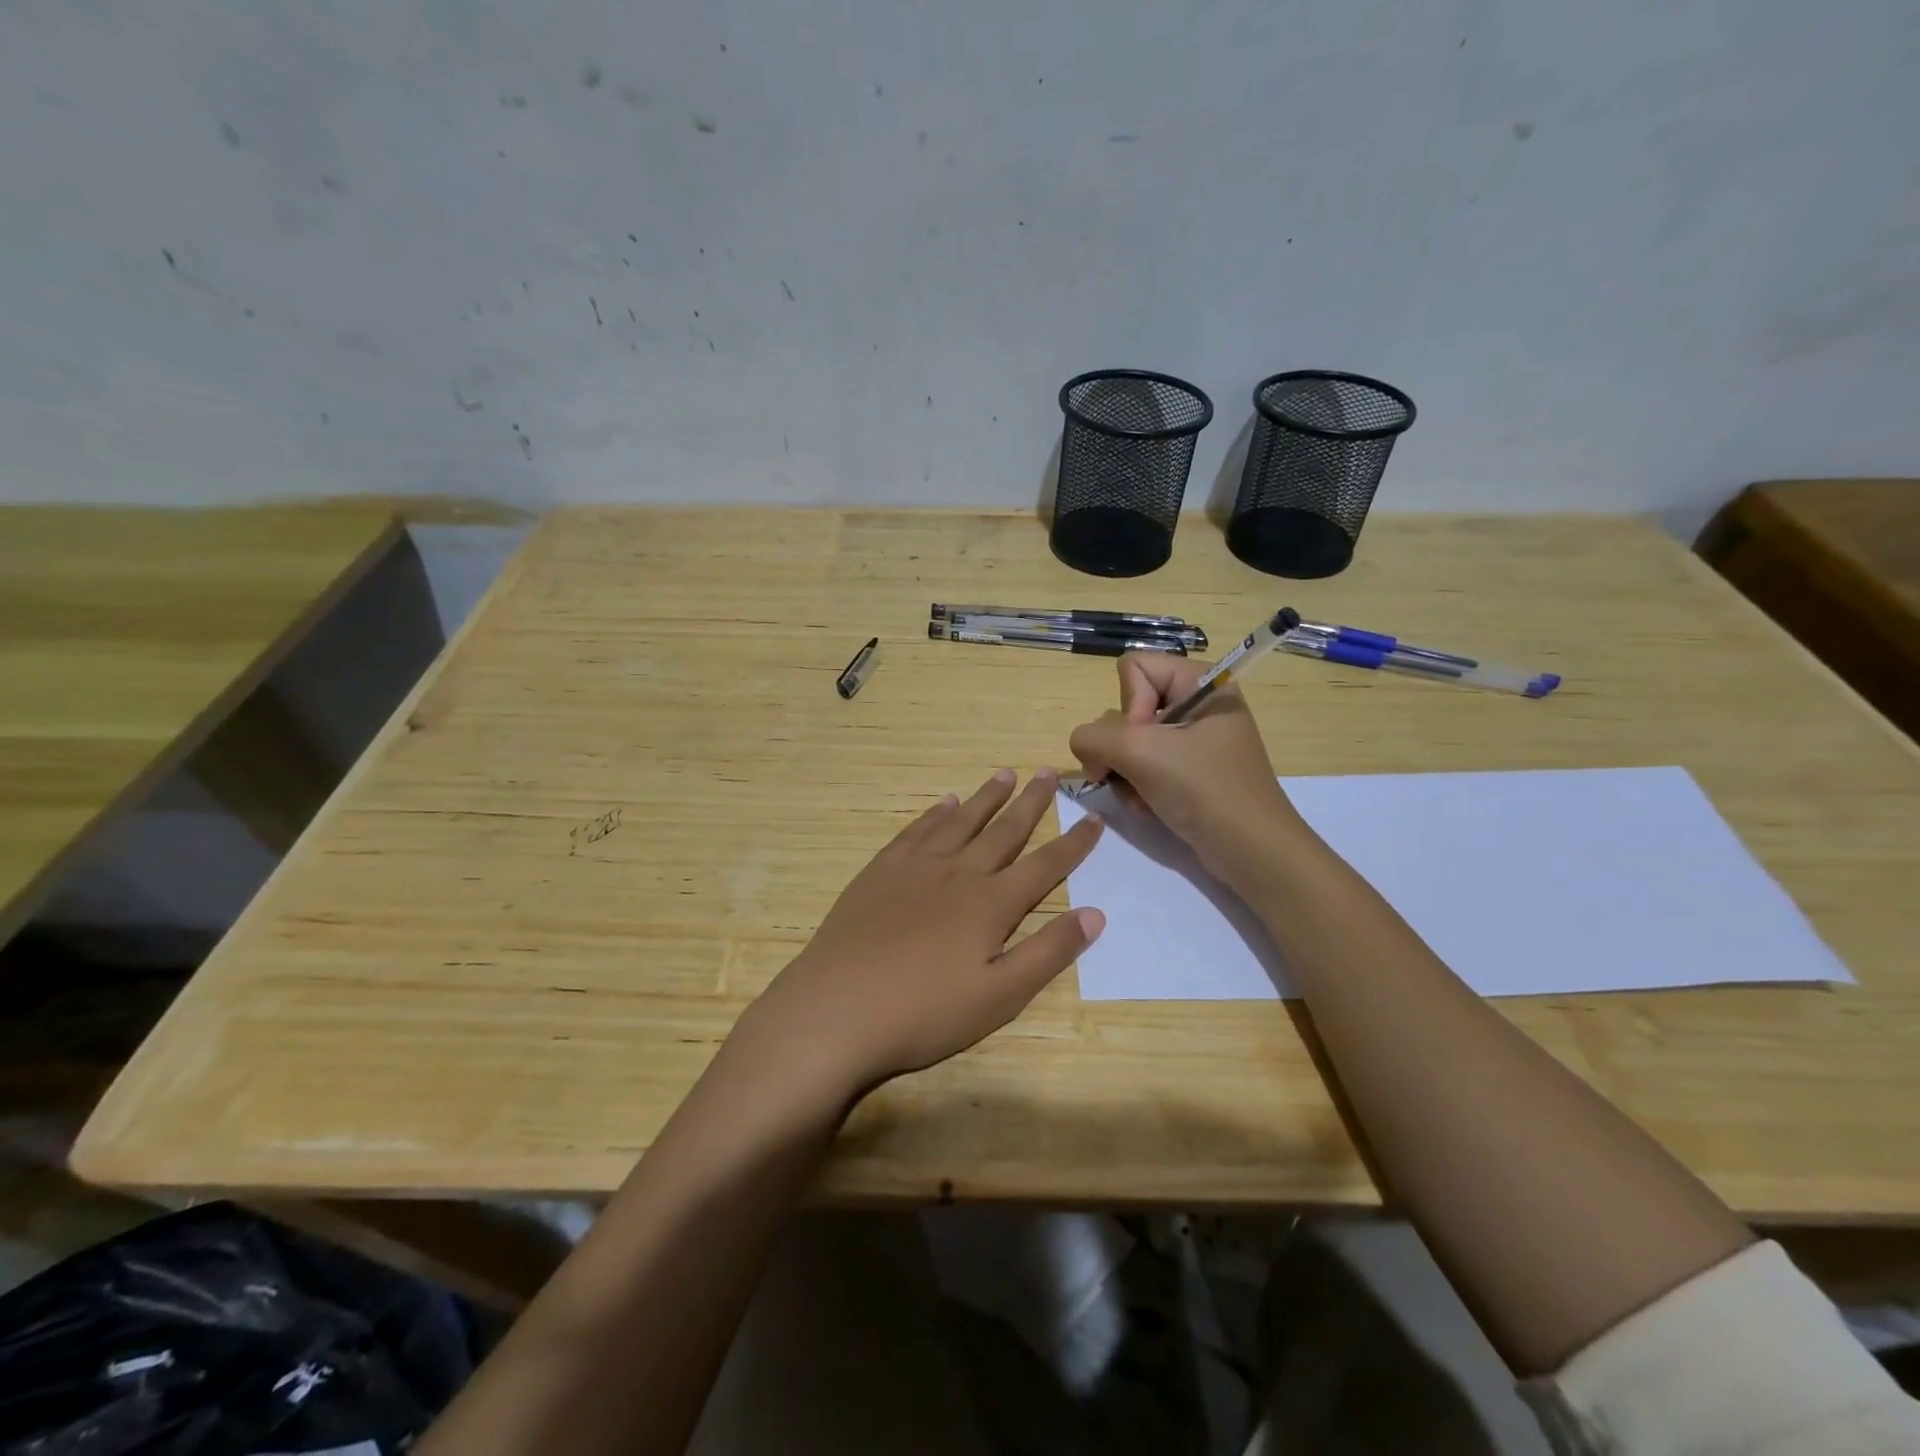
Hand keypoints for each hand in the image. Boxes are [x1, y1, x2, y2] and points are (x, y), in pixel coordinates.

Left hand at [731, 768, 1104, 1102]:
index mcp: (991, 904)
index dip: (1073, 843)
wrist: (837, 1009)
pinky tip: (943, 803)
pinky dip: (934, 814)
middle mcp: (958, 874)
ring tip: (1004, 774)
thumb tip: (1095, 914)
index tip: (1094, 819)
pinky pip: (915, 832)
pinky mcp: (880, 873)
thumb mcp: (999, 996)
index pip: (1044, 865)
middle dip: (1031, 803)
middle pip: (1003, 831)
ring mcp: (915, 868)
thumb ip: (1048, 953)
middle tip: (1048, 772)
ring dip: (985, 798)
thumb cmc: (923, 1013)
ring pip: (960, 822)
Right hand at [1068, 653, 1304, 884]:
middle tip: (1134, 774)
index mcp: (1199, 681)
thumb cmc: (1203, 789)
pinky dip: (1140, 788)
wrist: (1252, 851)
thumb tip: (1083, 746)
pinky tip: (1151, 808)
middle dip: (1122, 748)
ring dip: (1127, 774)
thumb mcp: (1139, 753)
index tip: (1145, 741)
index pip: (1133, 667)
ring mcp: (1194, 740)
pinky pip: (1145, 766)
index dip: (1129, 705)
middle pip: (1128, 707)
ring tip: (1144, 798)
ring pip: (1130, 741)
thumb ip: (1092, 737)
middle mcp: (1197, 703)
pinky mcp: (1191, 771)